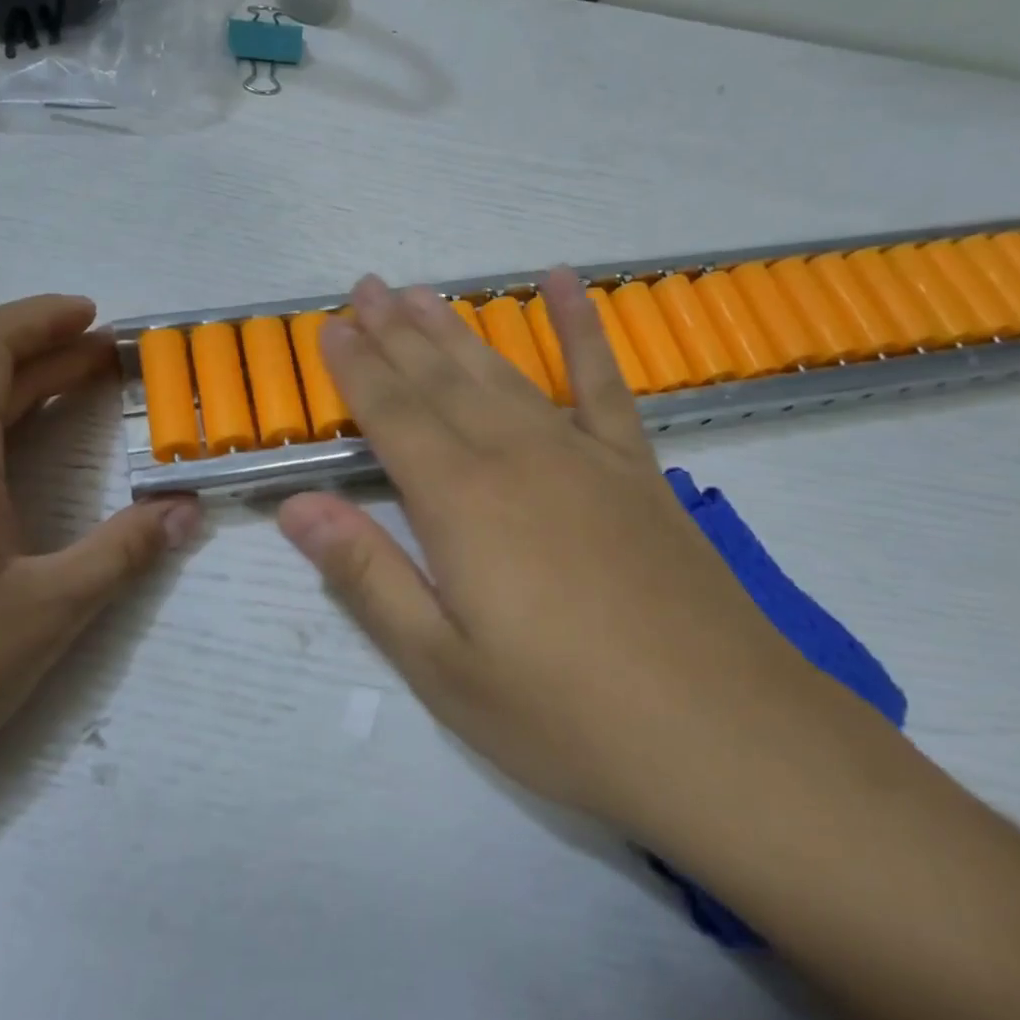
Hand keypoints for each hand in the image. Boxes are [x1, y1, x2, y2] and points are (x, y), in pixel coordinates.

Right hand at [277, 271, 839, 840]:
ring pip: (502, 373)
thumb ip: (366, 575)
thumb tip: (296, 507)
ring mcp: (583, 456)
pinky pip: (602, 381)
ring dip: (455, 329)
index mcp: (460, 502)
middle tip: (364, 288)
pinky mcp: (637, 469)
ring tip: (421, 293)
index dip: (356, 369)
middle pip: (440, 380)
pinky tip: (565, 283)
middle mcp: (516, 457)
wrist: (723, 735)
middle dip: (395, 332)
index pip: (391, 415)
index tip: (329, 329)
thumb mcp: (440, 666)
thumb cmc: (563, 715)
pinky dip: (581, 327)